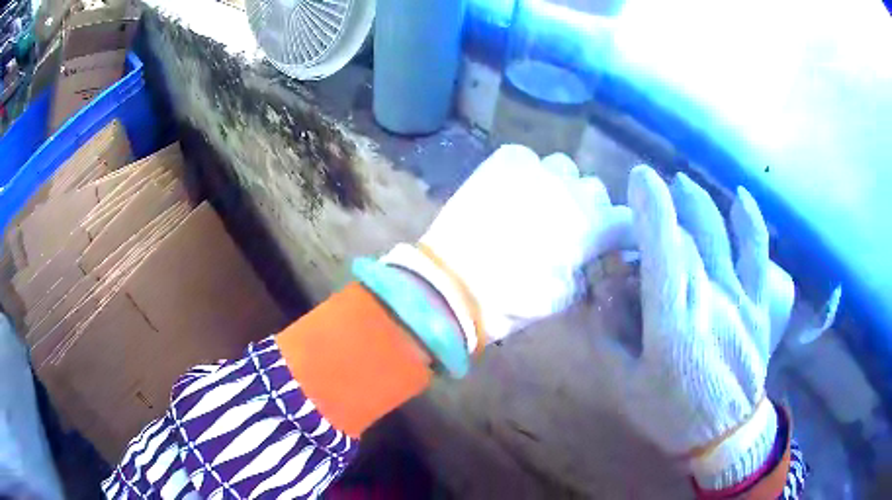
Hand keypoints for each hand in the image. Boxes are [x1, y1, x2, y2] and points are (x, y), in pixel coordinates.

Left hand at [385, 145, 631, 349]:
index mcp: (590, 225)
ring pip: (565, 169)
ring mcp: (536, 168)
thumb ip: (588, 270)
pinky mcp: (505, 159)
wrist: (451, 283)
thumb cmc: (512, 299)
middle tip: (572, 228)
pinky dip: (528, 173)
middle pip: (596, 190)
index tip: (617, 242)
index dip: (624, 232)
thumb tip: (594, 257)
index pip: (626, 219)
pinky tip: (513, 192)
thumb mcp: (563, 298)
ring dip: (561, 187)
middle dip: (591, 209)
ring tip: (539, 206)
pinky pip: (528, 158)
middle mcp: (570, 189)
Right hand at [601, 165, 791, 488]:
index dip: (652, 211)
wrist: (727, 435)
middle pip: (684, 242)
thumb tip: (603, 290)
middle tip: (640, 209)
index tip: (639, 177)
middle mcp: (710, 303)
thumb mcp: (627, 388)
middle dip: (660, 215)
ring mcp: (740, 299)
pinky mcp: (759, 303)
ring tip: (680, 184)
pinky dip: (750, 222)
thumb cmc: (673, 416)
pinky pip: (758, 254)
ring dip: (697, 204)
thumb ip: (611, 337)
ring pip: (718, 236)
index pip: (664, 254)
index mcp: (674, 327)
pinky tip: (739, 197)